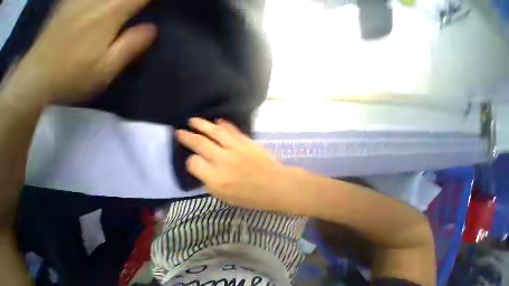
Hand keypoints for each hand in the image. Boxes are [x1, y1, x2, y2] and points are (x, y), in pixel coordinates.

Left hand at [7, 0, 155, 103]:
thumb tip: (152, 28)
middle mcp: (89, 2)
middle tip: (147, 3)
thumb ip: (131, 45)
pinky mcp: (65, 4)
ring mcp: (74, 1)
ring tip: (131, 3)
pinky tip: (108, 2)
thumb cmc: (77, 76)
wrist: (37, 77)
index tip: (160, 1)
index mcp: (105, 17)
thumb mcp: (109, 67)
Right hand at [176, 118, 295, 210]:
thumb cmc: (251, 196)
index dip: (190, 160)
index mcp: (216, 179)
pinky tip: (218, 121)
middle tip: (180, 131)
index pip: (193, 163)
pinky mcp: (246, 141)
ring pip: (215, 132)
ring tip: (193, 120)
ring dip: (202, 124)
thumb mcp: (225, 196)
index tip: (191, 159)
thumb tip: (203, 166)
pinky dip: (224, 125)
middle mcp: (223, 160)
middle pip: (200, 143)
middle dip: (188, 136)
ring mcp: (236, 148)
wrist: (274, 184)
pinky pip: (232, 130)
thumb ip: (211, 181)